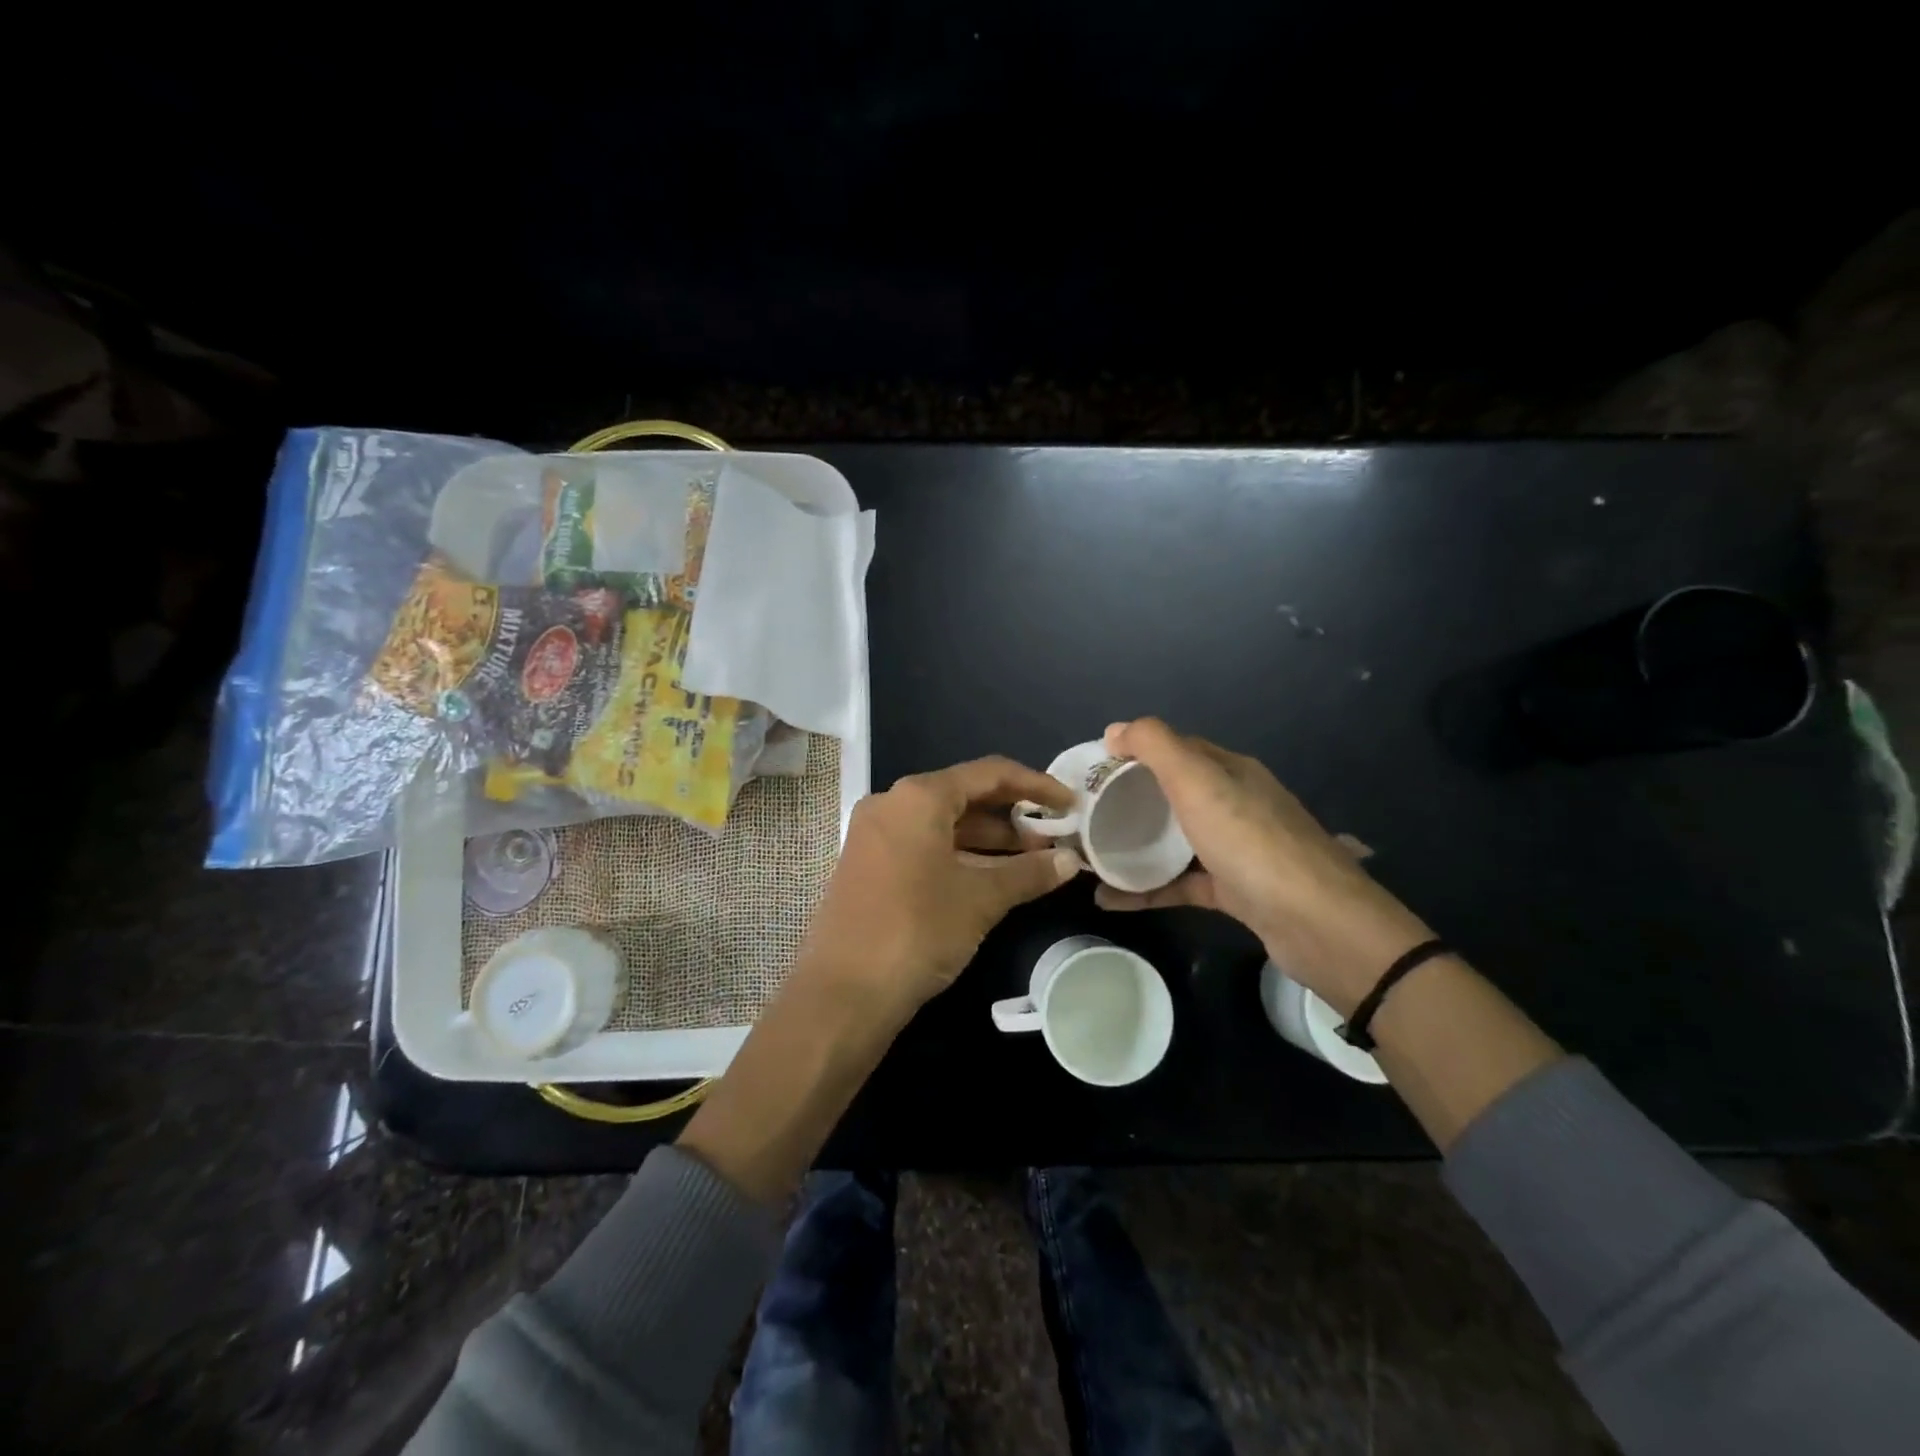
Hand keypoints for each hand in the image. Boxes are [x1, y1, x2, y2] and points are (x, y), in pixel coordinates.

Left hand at [798, 756, 1085, 1017]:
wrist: (843, 994)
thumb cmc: (916, 931)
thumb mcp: (980, 899)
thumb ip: (1028, 873)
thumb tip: (1070, 860)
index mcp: (918, 797)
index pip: (989, 773)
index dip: (1036, 784)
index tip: (1070, 804)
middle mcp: (892, 805)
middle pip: (965, 796)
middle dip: (1012, 816)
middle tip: (1054, 837)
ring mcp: (875, 835)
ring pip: (944, 825)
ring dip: (989, 840)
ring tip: (1034, 861)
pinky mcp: (869, 866)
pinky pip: (924, 846)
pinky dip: (961, 856)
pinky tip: (993, 879)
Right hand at [1093, 718, 1433, 1011]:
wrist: (1317, 923)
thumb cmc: (1250, 841)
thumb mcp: (1198, 780)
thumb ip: (1156, 746)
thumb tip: (1115, 729)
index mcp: (1230, 772)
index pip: (1177, 749)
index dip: (1135, 751)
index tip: (1092, 766)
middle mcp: (1236, 804)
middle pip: (1173, 794)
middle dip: (1130, 799)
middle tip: (1085, 812)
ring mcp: (1236, 850)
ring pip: (1175, 841)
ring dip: (1134, 846)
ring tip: (1090, 854)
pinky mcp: (1234, 892)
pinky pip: (1179, 884)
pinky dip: (1146, 890)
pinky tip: (1109, 899)